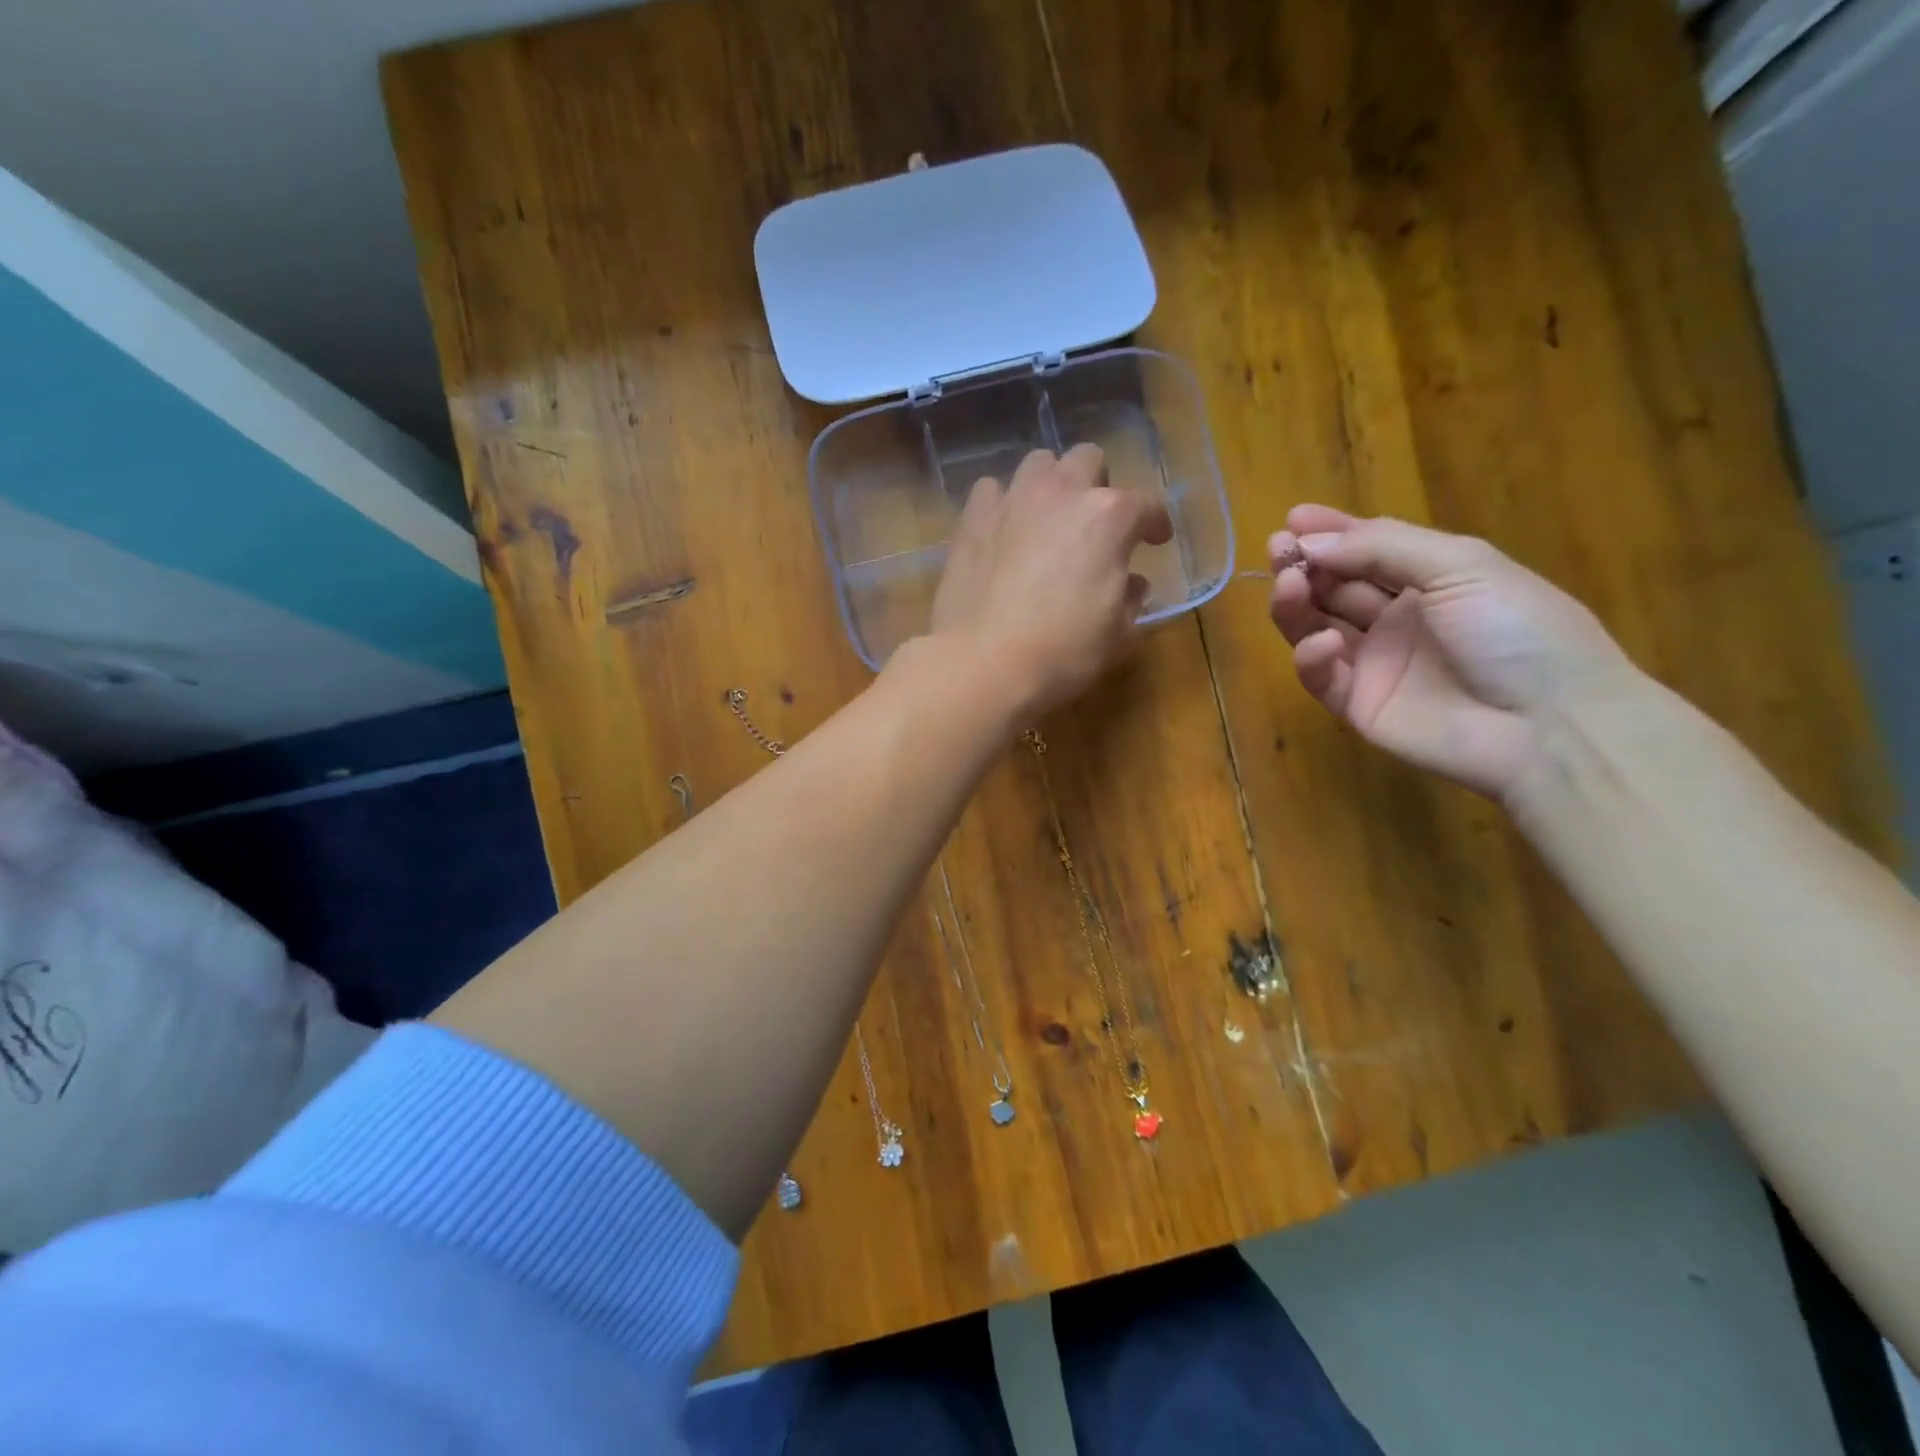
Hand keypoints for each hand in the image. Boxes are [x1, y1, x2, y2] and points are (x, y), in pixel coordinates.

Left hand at [931, 445, 1172, 716]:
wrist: (984, 664)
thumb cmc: (1062, 654)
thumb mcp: (1117, 635)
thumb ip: (1131, 601)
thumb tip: (1132, 585)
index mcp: (1109, 517)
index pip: (1146, 505)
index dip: (1155, 523)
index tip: (1155, 541)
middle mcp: (1062, 493)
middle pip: (1088, 461)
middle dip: (1097, 485)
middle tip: (1094, 524)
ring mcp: (1013, 500)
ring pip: (1038, 464)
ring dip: (1050, 485)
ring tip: (1048, 520)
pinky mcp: (972, 519)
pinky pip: (992, 491)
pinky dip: (1004, 504)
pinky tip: (1004, 531)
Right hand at [1267, 505, 1640, 801]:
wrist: (1550, 726)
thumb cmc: (1517, 631)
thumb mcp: (1461, 566)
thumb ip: (1381, 548)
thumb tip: (1309, 542)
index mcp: (1431, 580)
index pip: (1368, 550)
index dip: (1331, 533)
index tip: (1292, 519)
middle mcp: (1398, 619)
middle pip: (1334, 587)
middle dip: (1304, 565)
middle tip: (1279, 550)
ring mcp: (1375, 664)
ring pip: (1316, 627)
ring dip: (1296, 603)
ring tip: (1287, 585)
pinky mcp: (1358, 706)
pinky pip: (1322, 676)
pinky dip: (1312, 657)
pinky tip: (1324, 644)